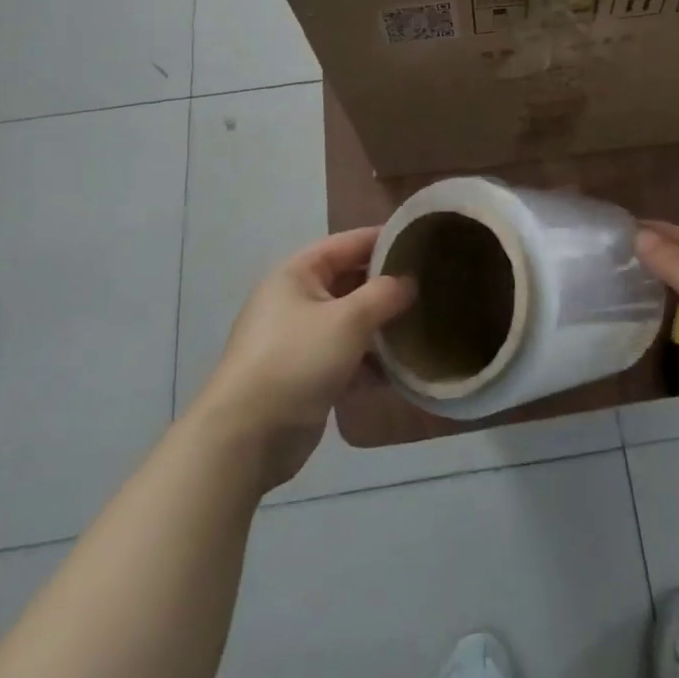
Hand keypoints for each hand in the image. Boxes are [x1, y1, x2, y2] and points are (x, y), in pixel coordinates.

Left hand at [196, 229, 415, 493]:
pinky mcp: (308, 376)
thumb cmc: (296, 360)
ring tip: (425, 324)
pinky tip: (403, 368)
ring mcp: (300, 340)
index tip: (422, 240)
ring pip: (351, 322)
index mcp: (297, 274)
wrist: (247, 438)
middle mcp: (296, 300)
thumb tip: (409, 282)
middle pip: (350, 281)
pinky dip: (372, 360)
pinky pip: (347, 357)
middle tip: (431, 285)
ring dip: (383, 326)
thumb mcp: (348, 320)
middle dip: (387, 285)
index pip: (347, 243)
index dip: (383, 239)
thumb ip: (384, 295)